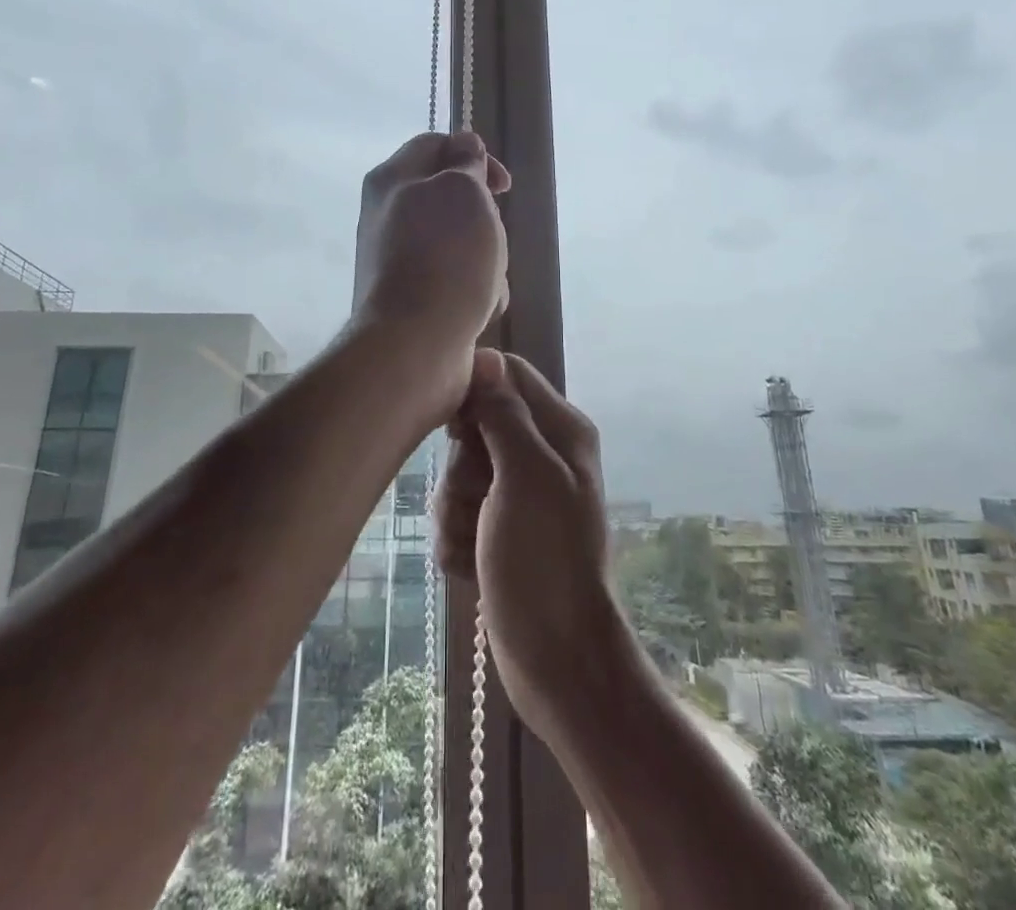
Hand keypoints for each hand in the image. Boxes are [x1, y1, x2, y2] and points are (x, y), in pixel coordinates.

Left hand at [352, 130, 511, 378]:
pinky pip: (457, 281)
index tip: (503, 186)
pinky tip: (480, 310)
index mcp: (392, 179)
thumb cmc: (445, 257)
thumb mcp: (464, 191)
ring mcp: (399, 260)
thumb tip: (464, 146)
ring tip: (487, 282)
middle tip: (491, 237)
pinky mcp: (414, 298)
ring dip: (487, 260)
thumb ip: (467, 163)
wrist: (414, 345)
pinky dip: (476, 292)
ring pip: (462, 243)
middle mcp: (388, 216)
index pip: (435, 144)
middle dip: (485, 219)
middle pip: (453, 199)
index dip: (474, 154)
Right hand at [435, 350, 630, 745]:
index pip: (507, 374)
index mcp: (560, 430)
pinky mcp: (497, 530)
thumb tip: (484, 357)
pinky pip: (457, 513)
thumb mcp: (526, 476)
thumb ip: (504, 414)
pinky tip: (473, 566)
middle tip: (480, 501)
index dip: (474, 393)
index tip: (454, 427)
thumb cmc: (545, 560)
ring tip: (477, 543)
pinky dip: (458, 539)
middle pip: (476, 426)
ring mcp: (518, 495)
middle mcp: (540, 454)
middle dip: (463, 468)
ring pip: (459, 474)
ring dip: (456, 511)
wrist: (556, 659)